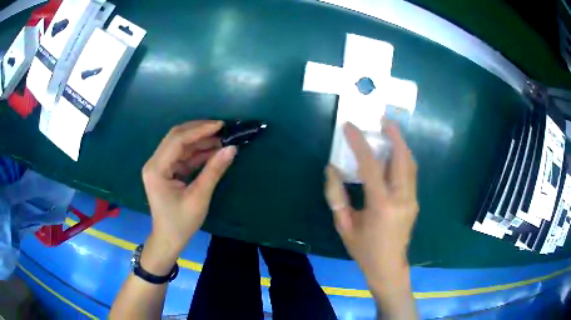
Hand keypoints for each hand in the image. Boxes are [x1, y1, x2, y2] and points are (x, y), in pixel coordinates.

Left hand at [141, 120, 236, 273]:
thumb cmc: (181, 223)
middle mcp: (155, 163)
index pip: (177, 141)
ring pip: (180, 145)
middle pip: (176, 137)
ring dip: (200, 141)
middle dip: (199, 131)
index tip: (220, 125)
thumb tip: (232, 149)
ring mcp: (160, 166)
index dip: (199, 130)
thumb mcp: (199, 197)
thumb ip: (214, 171)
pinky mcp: (166, 171)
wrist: (169, 240)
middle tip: (222, 128)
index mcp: (156, 169)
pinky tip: (213, 150)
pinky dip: (197, 152)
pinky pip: (182, 156)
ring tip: (221, 138)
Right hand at [324, 121, 418, 284]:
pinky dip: (403, 158)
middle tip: (382, 119)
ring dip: (400, 144)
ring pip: (410, 164)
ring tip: (389, 130)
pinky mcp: (414, 201)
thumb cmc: (364, 250)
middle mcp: (402, 198)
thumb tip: (332, 169)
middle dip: (394, 135)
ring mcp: (412, 199)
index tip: (350, 126)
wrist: (388, 267)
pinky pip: (411, 173)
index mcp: (381, 206)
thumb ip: (337, 197)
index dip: (359, 143)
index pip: (371, 166)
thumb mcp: (345, 226)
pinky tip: (393, 153)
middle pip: (402, 158)